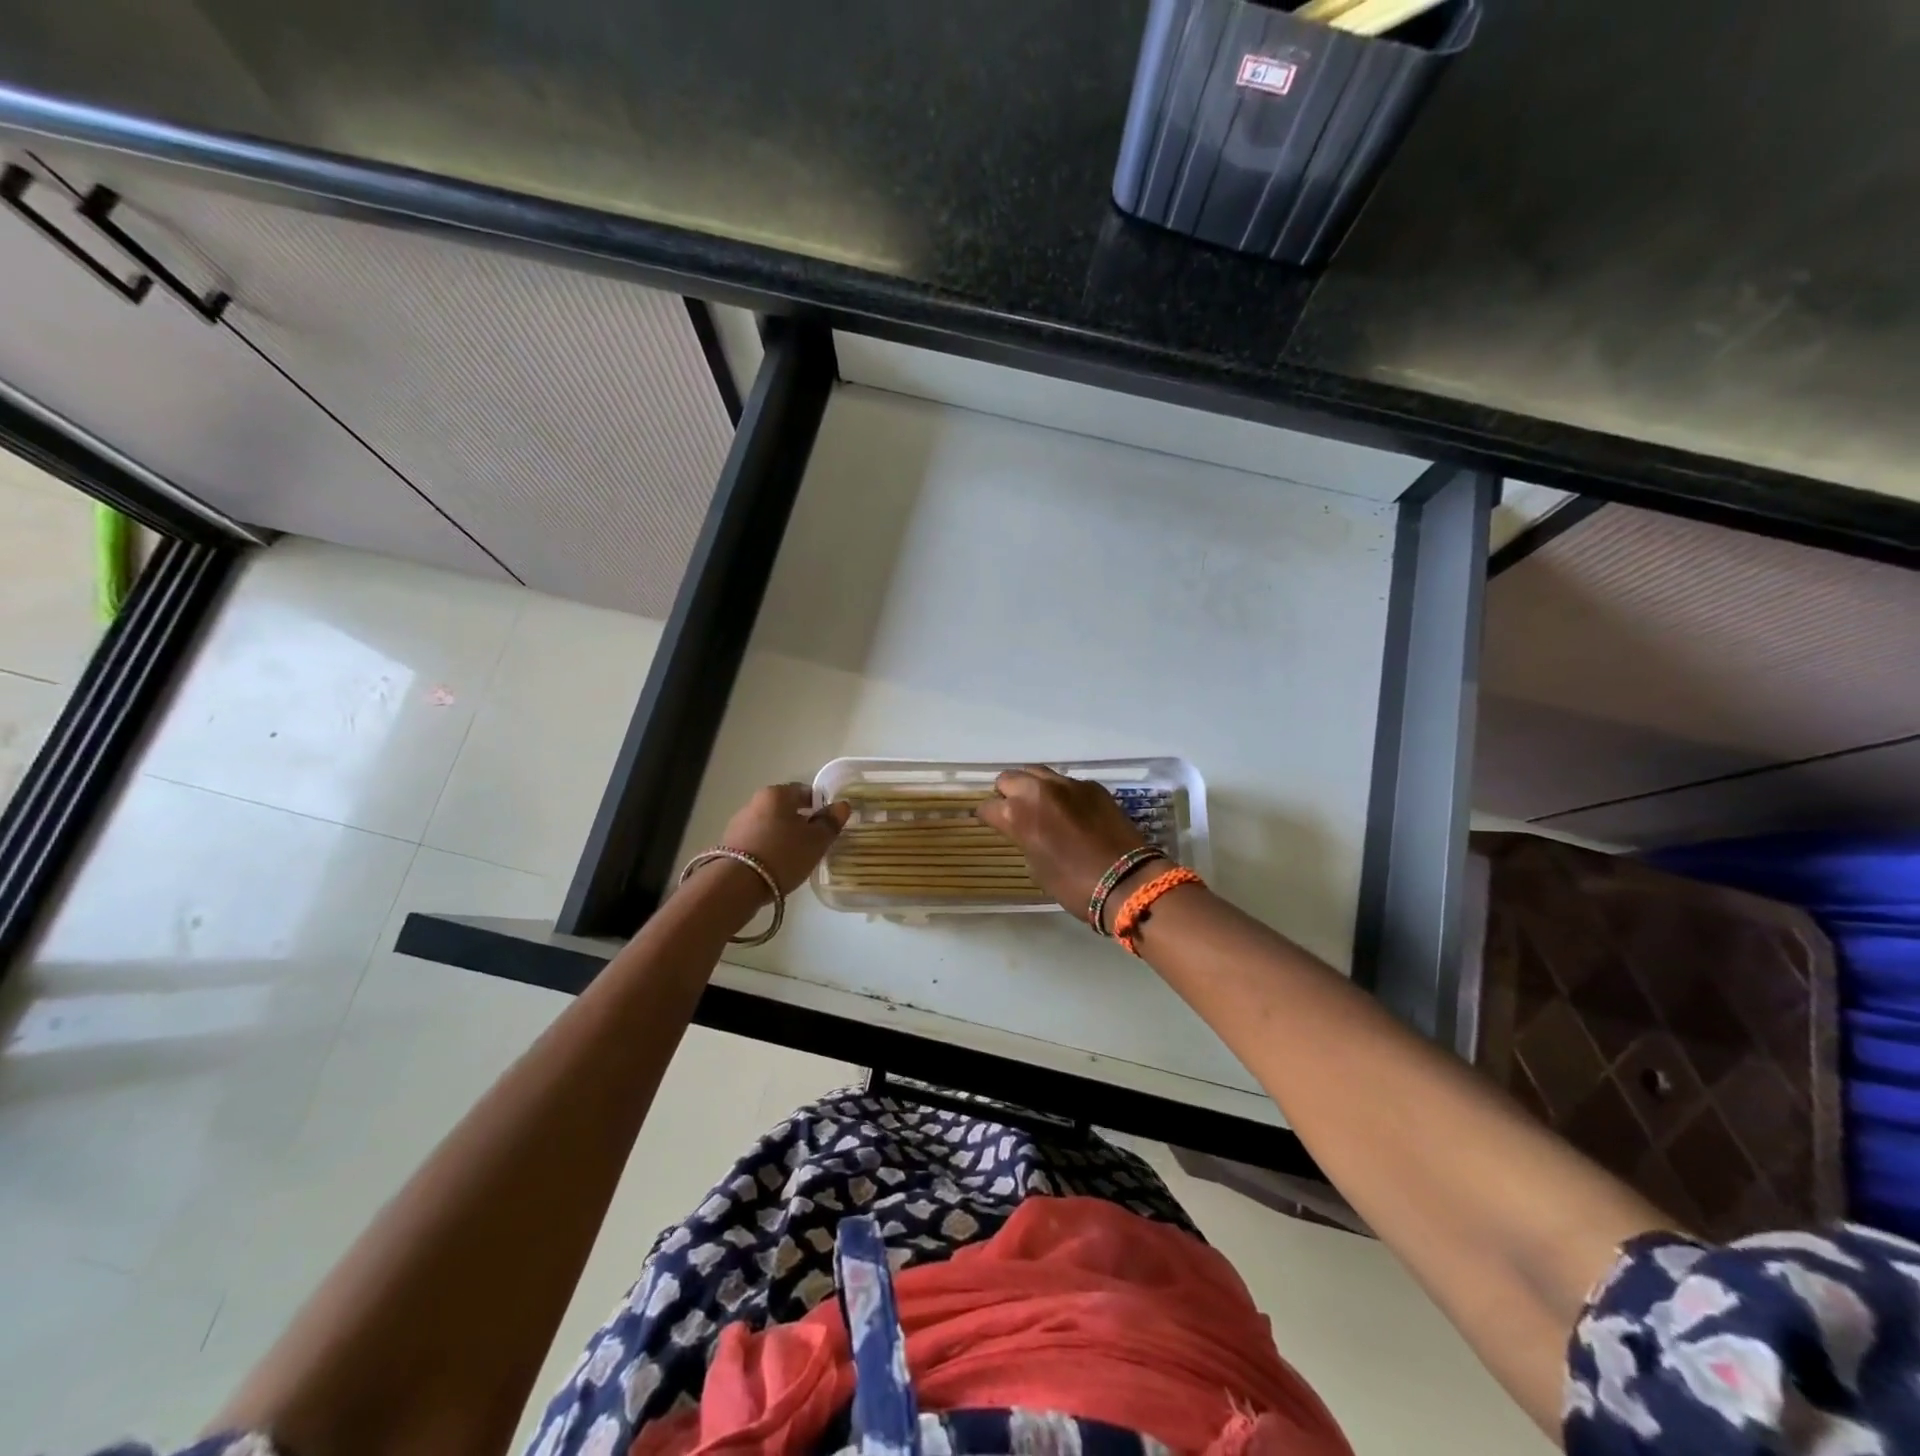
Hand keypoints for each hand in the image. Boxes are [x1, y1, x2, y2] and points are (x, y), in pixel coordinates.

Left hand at [714, 783, 850, 894]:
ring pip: (771, 825)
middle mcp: (755, 802)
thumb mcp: (816, 841)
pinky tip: (777, 866)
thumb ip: (830, 822)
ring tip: (797, 857)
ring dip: (784, 836)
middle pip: (785, 808)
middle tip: (816, 842)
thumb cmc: (782, 855)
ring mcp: (739, 824)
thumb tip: (841, 805)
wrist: (735, 885)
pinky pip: (758, 841)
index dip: (820, 805)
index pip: (804, 791)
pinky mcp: (730, 845)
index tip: (829, 822)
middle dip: (801, 821)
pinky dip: (770, 849)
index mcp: (777, 794)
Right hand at [974, 766, 1149, 920]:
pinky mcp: (1093, 786)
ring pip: (1038, 772)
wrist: (1127, 881)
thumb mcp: (1036, 866)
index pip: (988, 807)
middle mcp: (1038, 791)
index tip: (992, 824)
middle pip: (1009, 778)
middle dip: (1007, 793)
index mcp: (1017, 815)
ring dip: (1033, 787)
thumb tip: (1025, 830)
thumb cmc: (1074, 885)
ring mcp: (1068, 784)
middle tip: (1015, 811)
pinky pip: (1068, 782)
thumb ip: (1024, 839)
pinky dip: (1062, 793)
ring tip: (1041, 806)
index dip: (988, 817)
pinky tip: (1071, 812)